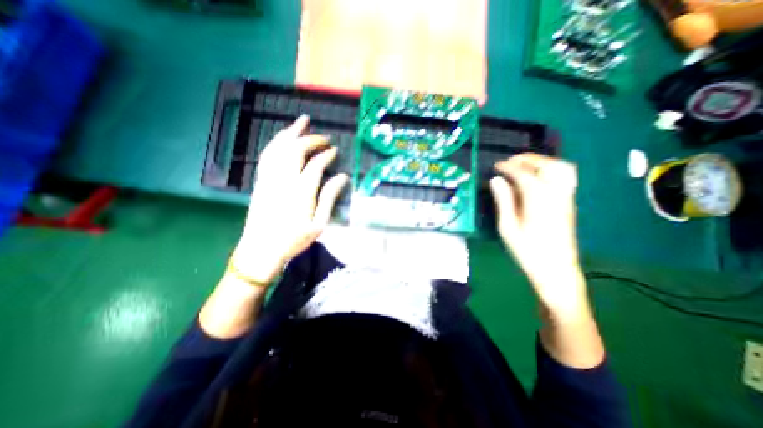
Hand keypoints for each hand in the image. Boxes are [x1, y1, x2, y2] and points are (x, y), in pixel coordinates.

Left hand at [232, 116, 349, 284]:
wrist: (260, 250)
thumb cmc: (294, 240)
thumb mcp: (319, 224)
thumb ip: (329, 197)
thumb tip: (343, 177)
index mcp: (301, 192)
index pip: (315, 164)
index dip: (326, 155)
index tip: (335, 151)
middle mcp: (283, 180)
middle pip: (295, 150)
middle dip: (311, 139)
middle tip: (324, 137)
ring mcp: (269, 179)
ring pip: (278, 148)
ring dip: (290, 132)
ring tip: (301, 121)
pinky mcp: (260, 181)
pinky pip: (267, 156)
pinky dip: (276, 143)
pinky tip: (282, 138)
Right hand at [492, 154, 585, 317]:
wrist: (556, 271)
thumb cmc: (527, 251)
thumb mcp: (508, 226)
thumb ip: (503, 200)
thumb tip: (496, 179)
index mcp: (539, 199)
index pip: (524, 174)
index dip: (508, 166)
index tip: (496, 165)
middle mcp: (557, 194)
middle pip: (548, 165)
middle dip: (528, 159)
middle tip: (510, 162)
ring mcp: (566, 198)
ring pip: (561, 168)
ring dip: (542, 162)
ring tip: (523, 166)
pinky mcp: (569, 204)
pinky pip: (564, 177)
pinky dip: (549, 170)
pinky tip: (536, 178)